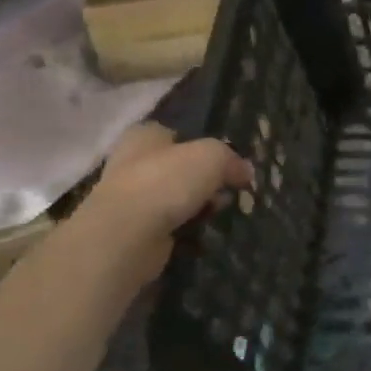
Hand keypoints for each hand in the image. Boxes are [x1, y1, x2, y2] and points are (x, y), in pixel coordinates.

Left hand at [75, 124, 252, 285]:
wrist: (126, 236)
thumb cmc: (166, 182)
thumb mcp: (213, 156)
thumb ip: (231, 159)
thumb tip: (245, 172)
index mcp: (144, 136)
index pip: (175, 134)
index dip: (201, 145)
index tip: (224, 162)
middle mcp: (131, 163)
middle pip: (178, 168)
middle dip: (204, 180)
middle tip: (228, 190)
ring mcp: (129, 200)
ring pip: (175, 198)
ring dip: (197, 206)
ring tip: (219, 213)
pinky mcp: (133, 232)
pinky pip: (169, 226)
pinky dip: (186, 230)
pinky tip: (202, 233)